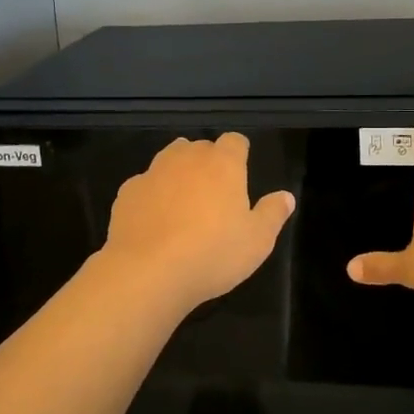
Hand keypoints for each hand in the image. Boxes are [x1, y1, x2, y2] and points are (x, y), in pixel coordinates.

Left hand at [98, 134, 296, 315]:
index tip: (241, 173)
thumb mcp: (257, 241)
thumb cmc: (212, 254)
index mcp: (222, 164)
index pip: (235, 141)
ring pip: (169, 160)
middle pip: (200, 147)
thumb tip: (286, 196)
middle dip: (207, 163)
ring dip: (178, 174)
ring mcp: (152, 172)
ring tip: (183, 205)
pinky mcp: (127, 192)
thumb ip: (273, 213)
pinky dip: (152, 196)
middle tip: (214, 196)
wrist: (147, 272)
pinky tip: (155, 223)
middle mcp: (186, 158)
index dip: (239, 153)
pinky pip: (144, 185)